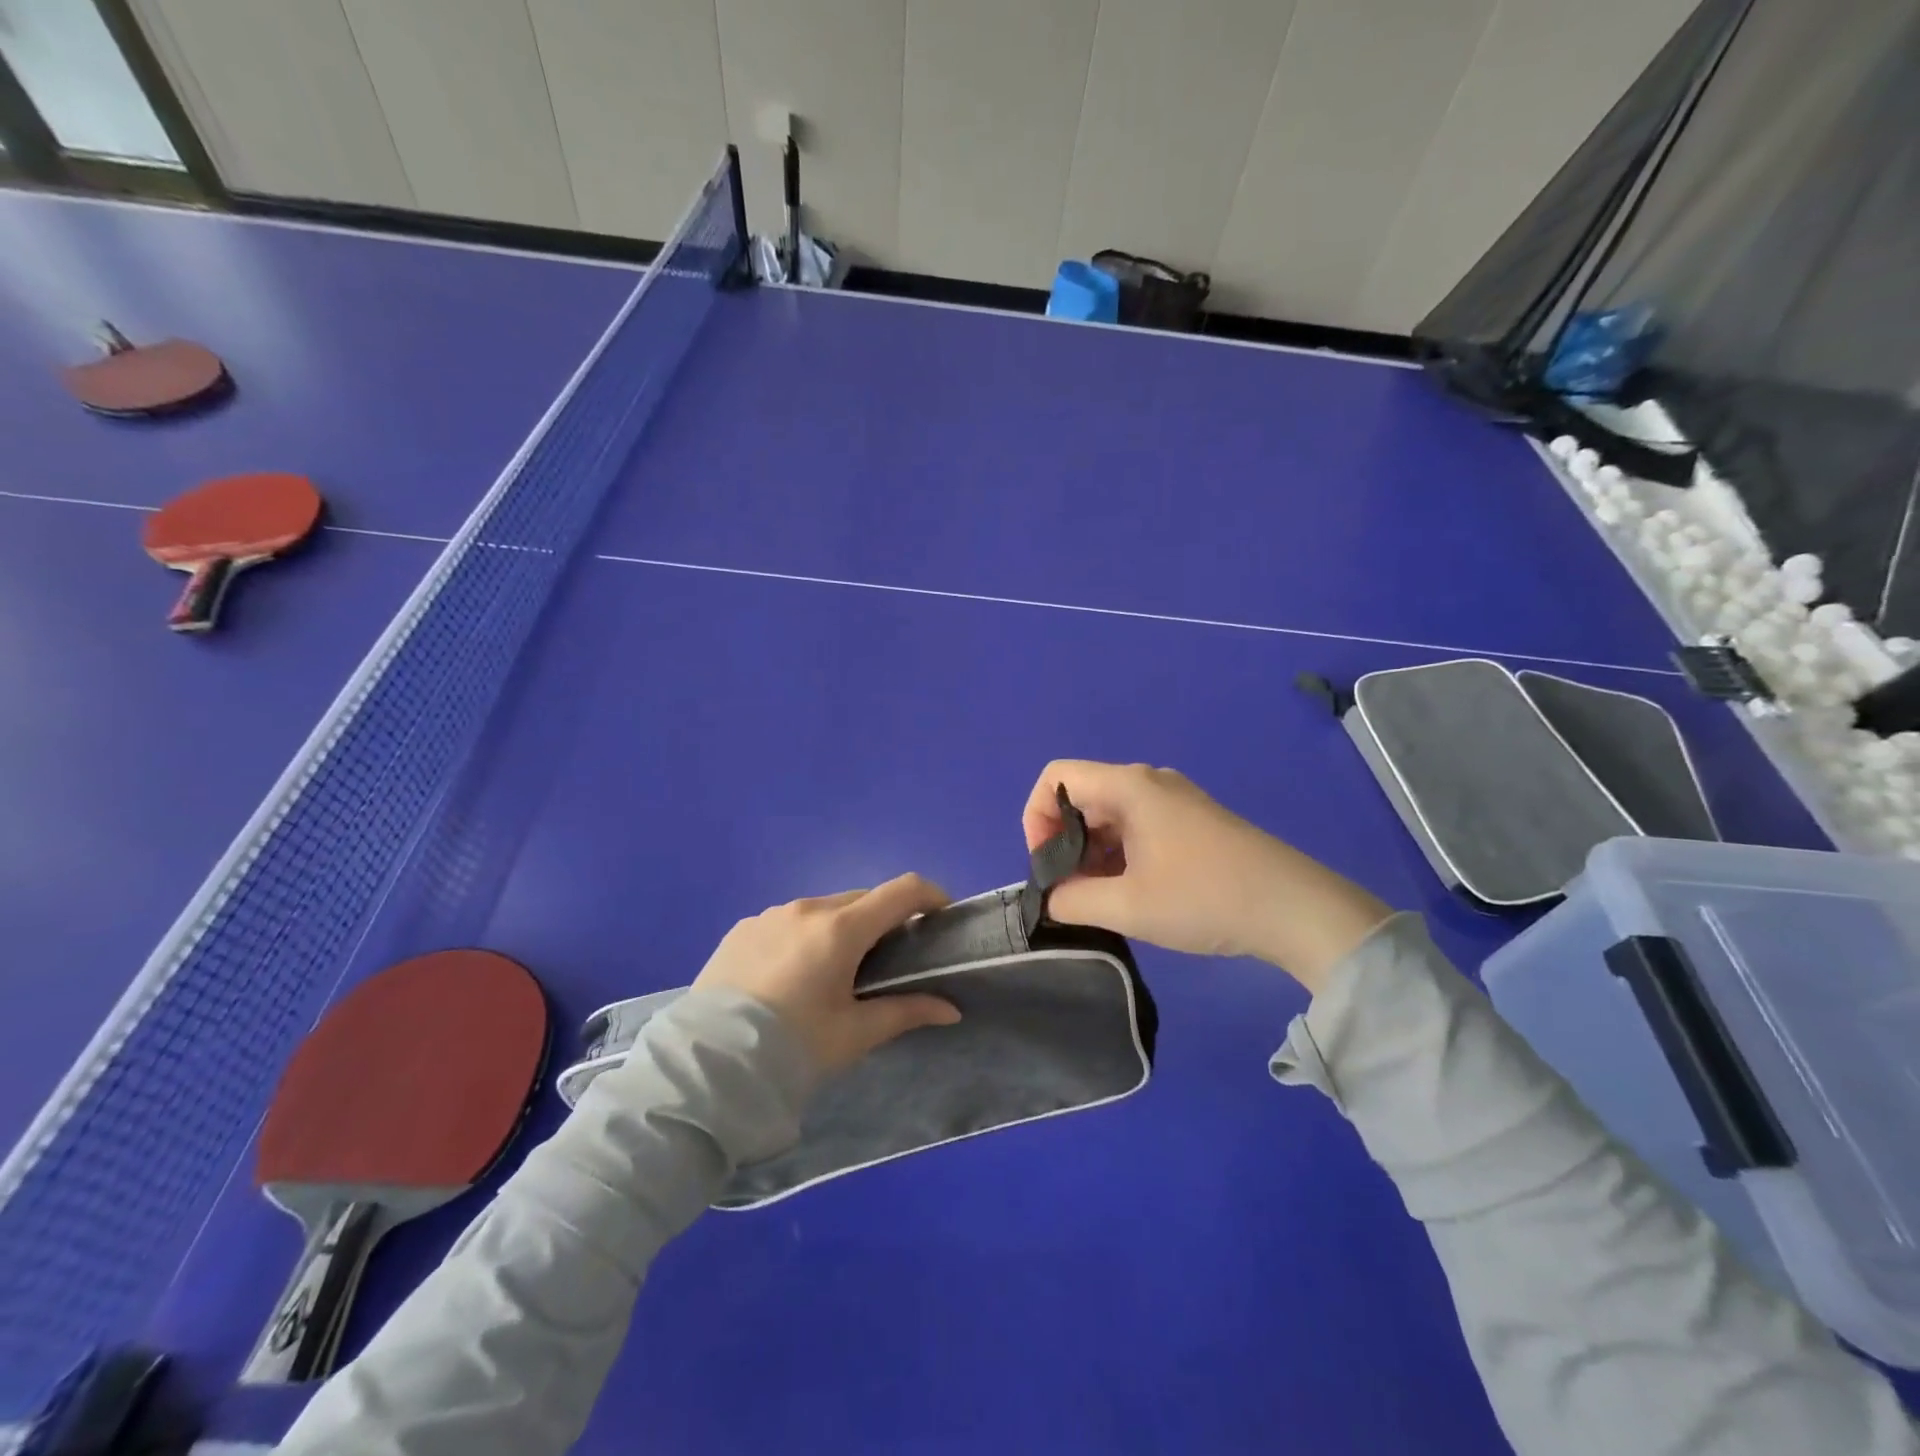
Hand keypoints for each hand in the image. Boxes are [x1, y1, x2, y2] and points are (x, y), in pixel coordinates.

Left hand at [693, 873, 962, 1074]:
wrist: (706, 1068)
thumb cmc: (792, 1048)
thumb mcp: (853, 1034)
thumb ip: (906, 1012)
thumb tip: (951, 1010)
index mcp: (840, 929)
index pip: (902, 890)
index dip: (930, 896)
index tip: (941, 917)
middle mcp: (806, 909)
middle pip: (862, 899)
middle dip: (884, 919)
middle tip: (889, 959)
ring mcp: (770, 915)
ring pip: (823, 909)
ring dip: (842, 927)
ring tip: (837, 971)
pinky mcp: (742, 929)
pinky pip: (788, 921)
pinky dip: (805, 936)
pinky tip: (793, 975)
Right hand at [1023, 761, 1391, 993]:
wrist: (1296, 908)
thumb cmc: (1204, 897)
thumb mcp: (1128, 906)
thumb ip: (1073, 900)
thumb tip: (1051, 898)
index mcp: (1128, 786)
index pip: (1055, 778)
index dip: (1035, 818)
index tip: (1046, 865)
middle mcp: (1148, 781)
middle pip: (1081, 796)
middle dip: (1064, 843)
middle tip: (1071, 892)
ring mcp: (1174, 799)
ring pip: (1109, 815)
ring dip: (1092, 853)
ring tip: (1102, 899)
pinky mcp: (1192, 820)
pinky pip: (1137, 825)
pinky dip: (1119, 854)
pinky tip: (1132, 892)